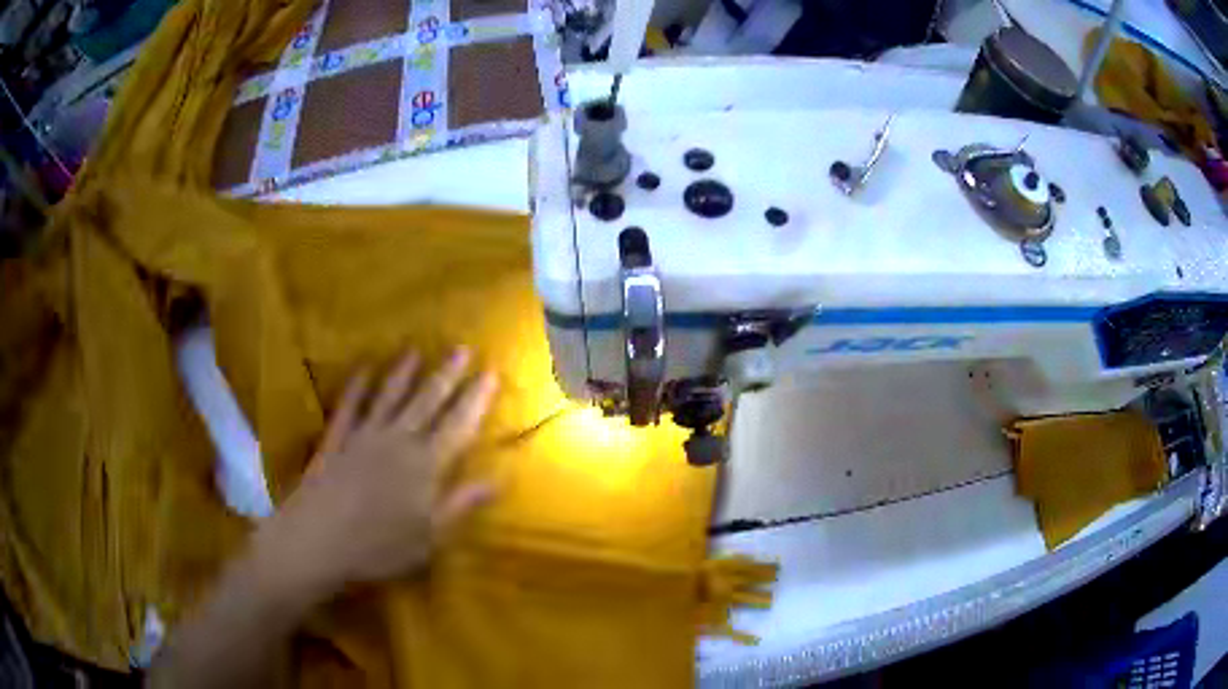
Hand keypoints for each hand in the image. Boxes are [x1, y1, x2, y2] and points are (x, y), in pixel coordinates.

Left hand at [253, 348, 498, 594]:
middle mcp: (397, 441)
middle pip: (427, 402)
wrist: (317, 539)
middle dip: (447, 375)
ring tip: (416, 351)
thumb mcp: (429, 537)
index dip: (476, 399)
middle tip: (462, 348)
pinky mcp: (336, 439)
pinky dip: (356, 386)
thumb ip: (461, 504)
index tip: (491, 373)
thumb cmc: (378, 547)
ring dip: (403, 373)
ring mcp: (363, 436)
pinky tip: (362, 369)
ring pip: (389, 397)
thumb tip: (499, 479)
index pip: (458, 425)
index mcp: (425, 465)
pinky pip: (349, 406)